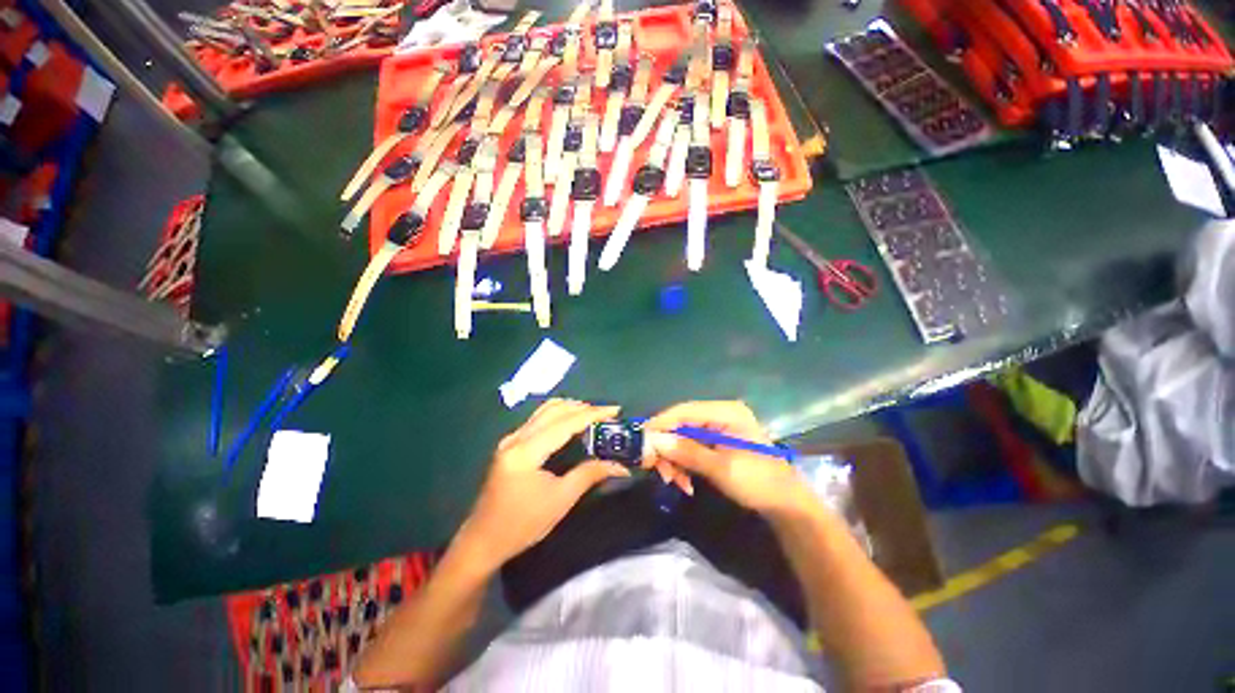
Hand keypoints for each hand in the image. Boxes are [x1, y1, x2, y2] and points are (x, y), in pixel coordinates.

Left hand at [456, 400, 631, 569]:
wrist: (483, 541)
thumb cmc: (522, 525)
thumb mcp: (561, 500)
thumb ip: (589, 474)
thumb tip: (619, 465)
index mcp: (526, 451)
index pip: (565, 423)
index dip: (592, 414)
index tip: (615, 410)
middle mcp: (516, 438)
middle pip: (554, 410)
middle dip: (583, 408)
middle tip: (607, 414)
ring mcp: (510, 439)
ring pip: (544, 411)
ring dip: (570, 409)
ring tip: (593, 415)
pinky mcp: (510, 444)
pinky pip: (538, 419)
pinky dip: (559, 416)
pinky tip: (572, 423)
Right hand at [645, 401, 814, 517]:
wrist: (787, 505)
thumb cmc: (759, 483)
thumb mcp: (721, 469)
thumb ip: (687, 452)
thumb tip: (655, 441)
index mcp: (726, 412)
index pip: (684, 411)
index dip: (660, 424)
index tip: (641, 440)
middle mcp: (720, 414)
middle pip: (681, 424)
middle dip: (668, 448)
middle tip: (659, 472)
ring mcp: (718, 428)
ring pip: (683, 438)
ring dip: (674, 460)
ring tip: (675, 482)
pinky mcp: (717, 441)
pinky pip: (691, 447)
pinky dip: (683, 463)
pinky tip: (684, 481)